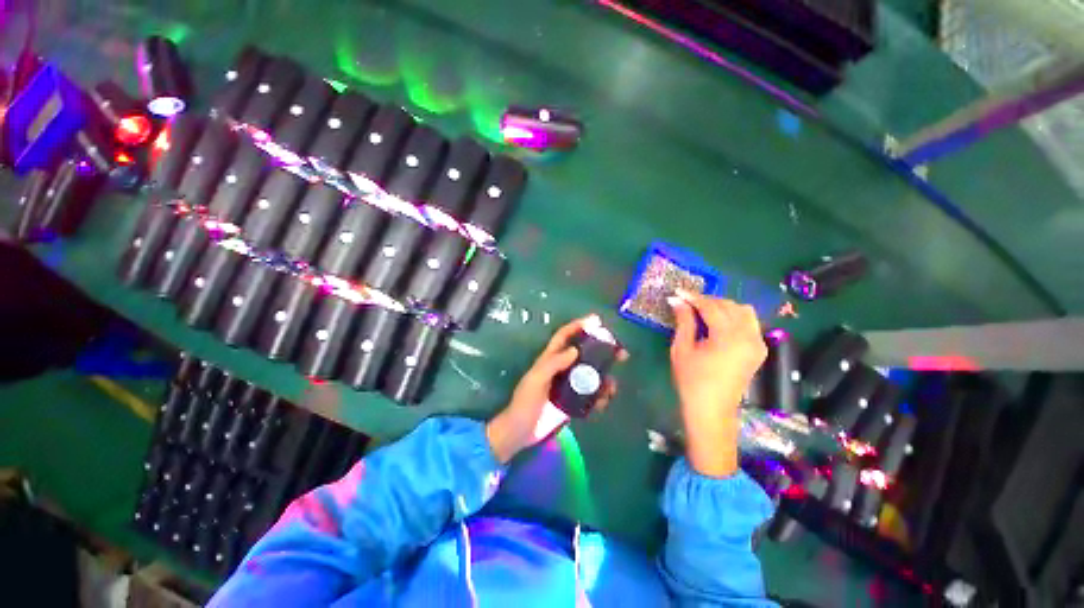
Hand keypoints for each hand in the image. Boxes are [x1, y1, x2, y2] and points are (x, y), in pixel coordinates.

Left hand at [486, 315, 625, 463]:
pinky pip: (591, 396)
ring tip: (613, 386)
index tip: (596, 321)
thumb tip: (575, 350)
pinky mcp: (574, 402)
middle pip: (584, 354)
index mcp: (550, 359)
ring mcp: (569, 386)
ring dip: (605, 378)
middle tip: (621, 353)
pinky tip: (604, 402)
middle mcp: (562, 369)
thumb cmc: (525, 402)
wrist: (521, 431)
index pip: (564, 336)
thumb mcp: (536, 380)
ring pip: (592, 375)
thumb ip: (553, 364)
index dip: (578, 326)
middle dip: (602, 351)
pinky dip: (600, 397)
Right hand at [669, 292, 766, 476]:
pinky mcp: (759, 350)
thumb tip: (677, 301)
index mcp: (729, 338)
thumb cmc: (691, 380)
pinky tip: (717, 324)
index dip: (693, 297)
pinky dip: (733, 317)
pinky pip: (749, 323)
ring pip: (743, 312)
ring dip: (723, 307)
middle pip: (730, 306)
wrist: (711, 410)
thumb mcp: (682, 349)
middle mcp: (749, 337)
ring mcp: (758, 343)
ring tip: (702, 312)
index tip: (678, 292)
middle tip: (687, 303)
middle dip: (707, 301)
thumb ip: (683, 321)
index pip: (712, 307)